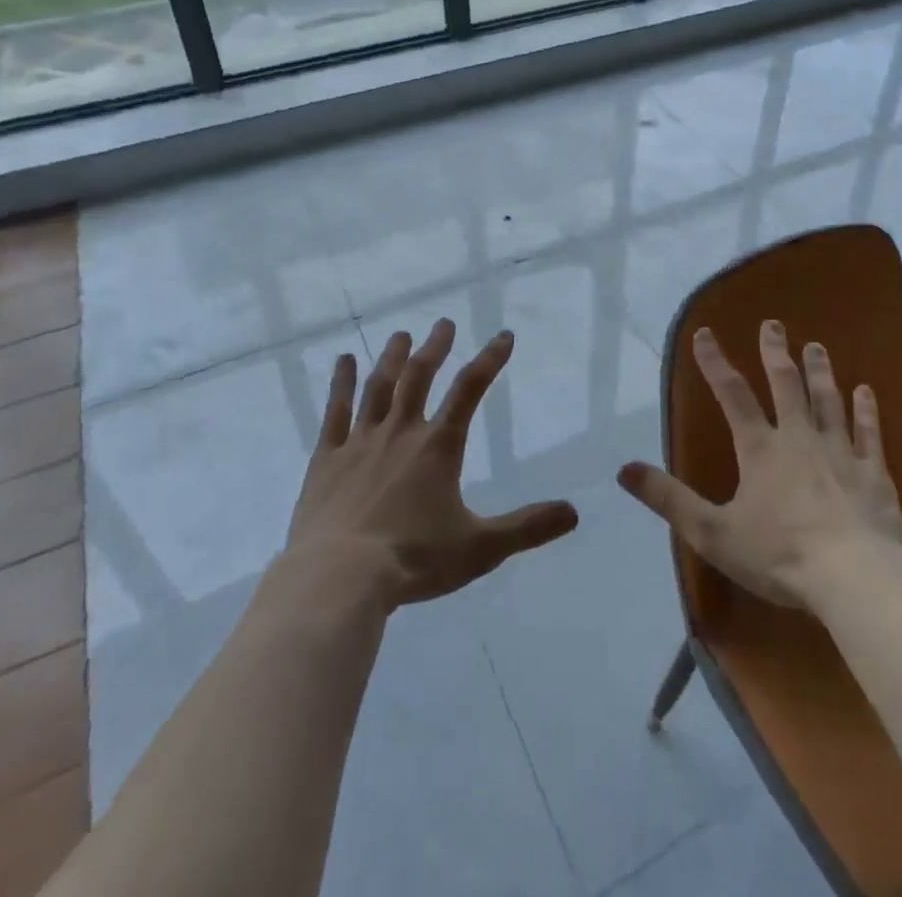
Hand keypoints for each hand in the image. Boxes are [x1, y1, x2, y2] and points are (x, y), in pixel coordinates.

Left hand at [286, 319, 578, 607]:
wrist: (339, 578)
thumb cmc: (413, 560)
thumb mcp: (479, 548)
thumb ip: (526, 528)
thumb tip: (574, 512)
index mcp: (438, 447)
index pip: (470, 390)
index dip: (490, 360)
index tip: (504, 336)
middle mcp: (401, 432)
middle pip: (420, 377)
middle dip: (435, 348)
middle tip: (444, 323)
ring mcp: (360, 442)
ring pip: (379, 387)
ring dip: (392, 358)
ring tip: (401, 334)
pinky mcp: (327, 459)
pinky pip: (336, 411)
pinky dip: (341, 383)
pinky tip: (343, 361)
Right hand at [618, 320, 901, 608]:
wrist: (856, 579)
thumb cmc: (780, 556)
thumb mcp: (712, 533)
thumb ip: (669, 499)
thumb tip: (624, 470)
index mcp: (760, 449)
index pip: (731, 394)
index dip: (715, 363)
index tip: (704, 334)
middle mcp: (799, 438)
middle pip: (786, 384)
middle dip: (775, 352)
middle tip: (773, 324)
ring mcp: (840, 452)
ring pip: (828, 400)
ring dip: (820, 371)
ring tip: (816, 347)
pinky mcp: (872, 473)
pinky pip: (868, 432)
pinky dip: (866, 410)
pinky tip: (866, 391)